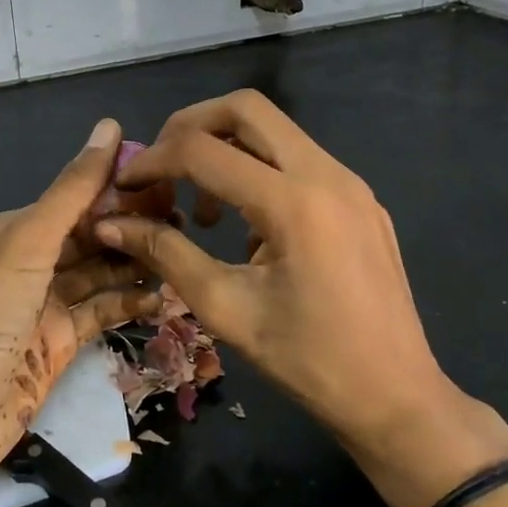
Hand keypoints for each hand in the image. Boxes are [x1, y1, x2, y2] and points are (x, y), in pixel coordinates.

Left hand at [0, 118, 162, 480]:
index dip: (117, 187)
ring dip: (136, 264)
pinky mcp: (59, 341)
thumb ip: (74, 189)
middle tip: (186, 219)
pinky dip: (129, 303)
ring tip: (183, 254)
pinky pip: (102, 311)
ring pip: (100, 273)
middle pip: (90, 234)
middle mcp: (28, 260)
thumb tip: (110, 125)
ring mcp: (45, 303)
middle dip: (132, 226)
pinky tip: (165, 296)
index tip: (168, 180)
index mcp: (13, 228)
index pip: (74, 197)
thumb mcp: (29, 242)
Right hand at [94, 91, 507, 506]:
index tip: (126, 186)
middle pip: (245, 108)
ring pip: (274, 129)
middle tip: (161, 166)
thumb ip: (165, 254)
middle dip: (191, 126)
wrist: (397, 398)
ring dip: (226, 147)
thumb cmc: (308, 362)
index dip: (154, 161)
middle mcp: (327, 174)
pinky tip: (246, 223)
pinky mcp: (360, 198)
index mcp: (294, 203)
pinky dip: (258, 168)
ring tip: (202, 208)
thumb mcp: (226, 309)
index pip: (203, 150)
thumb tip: (110, 224)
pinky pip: (297, 159)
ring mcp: (350, 182)